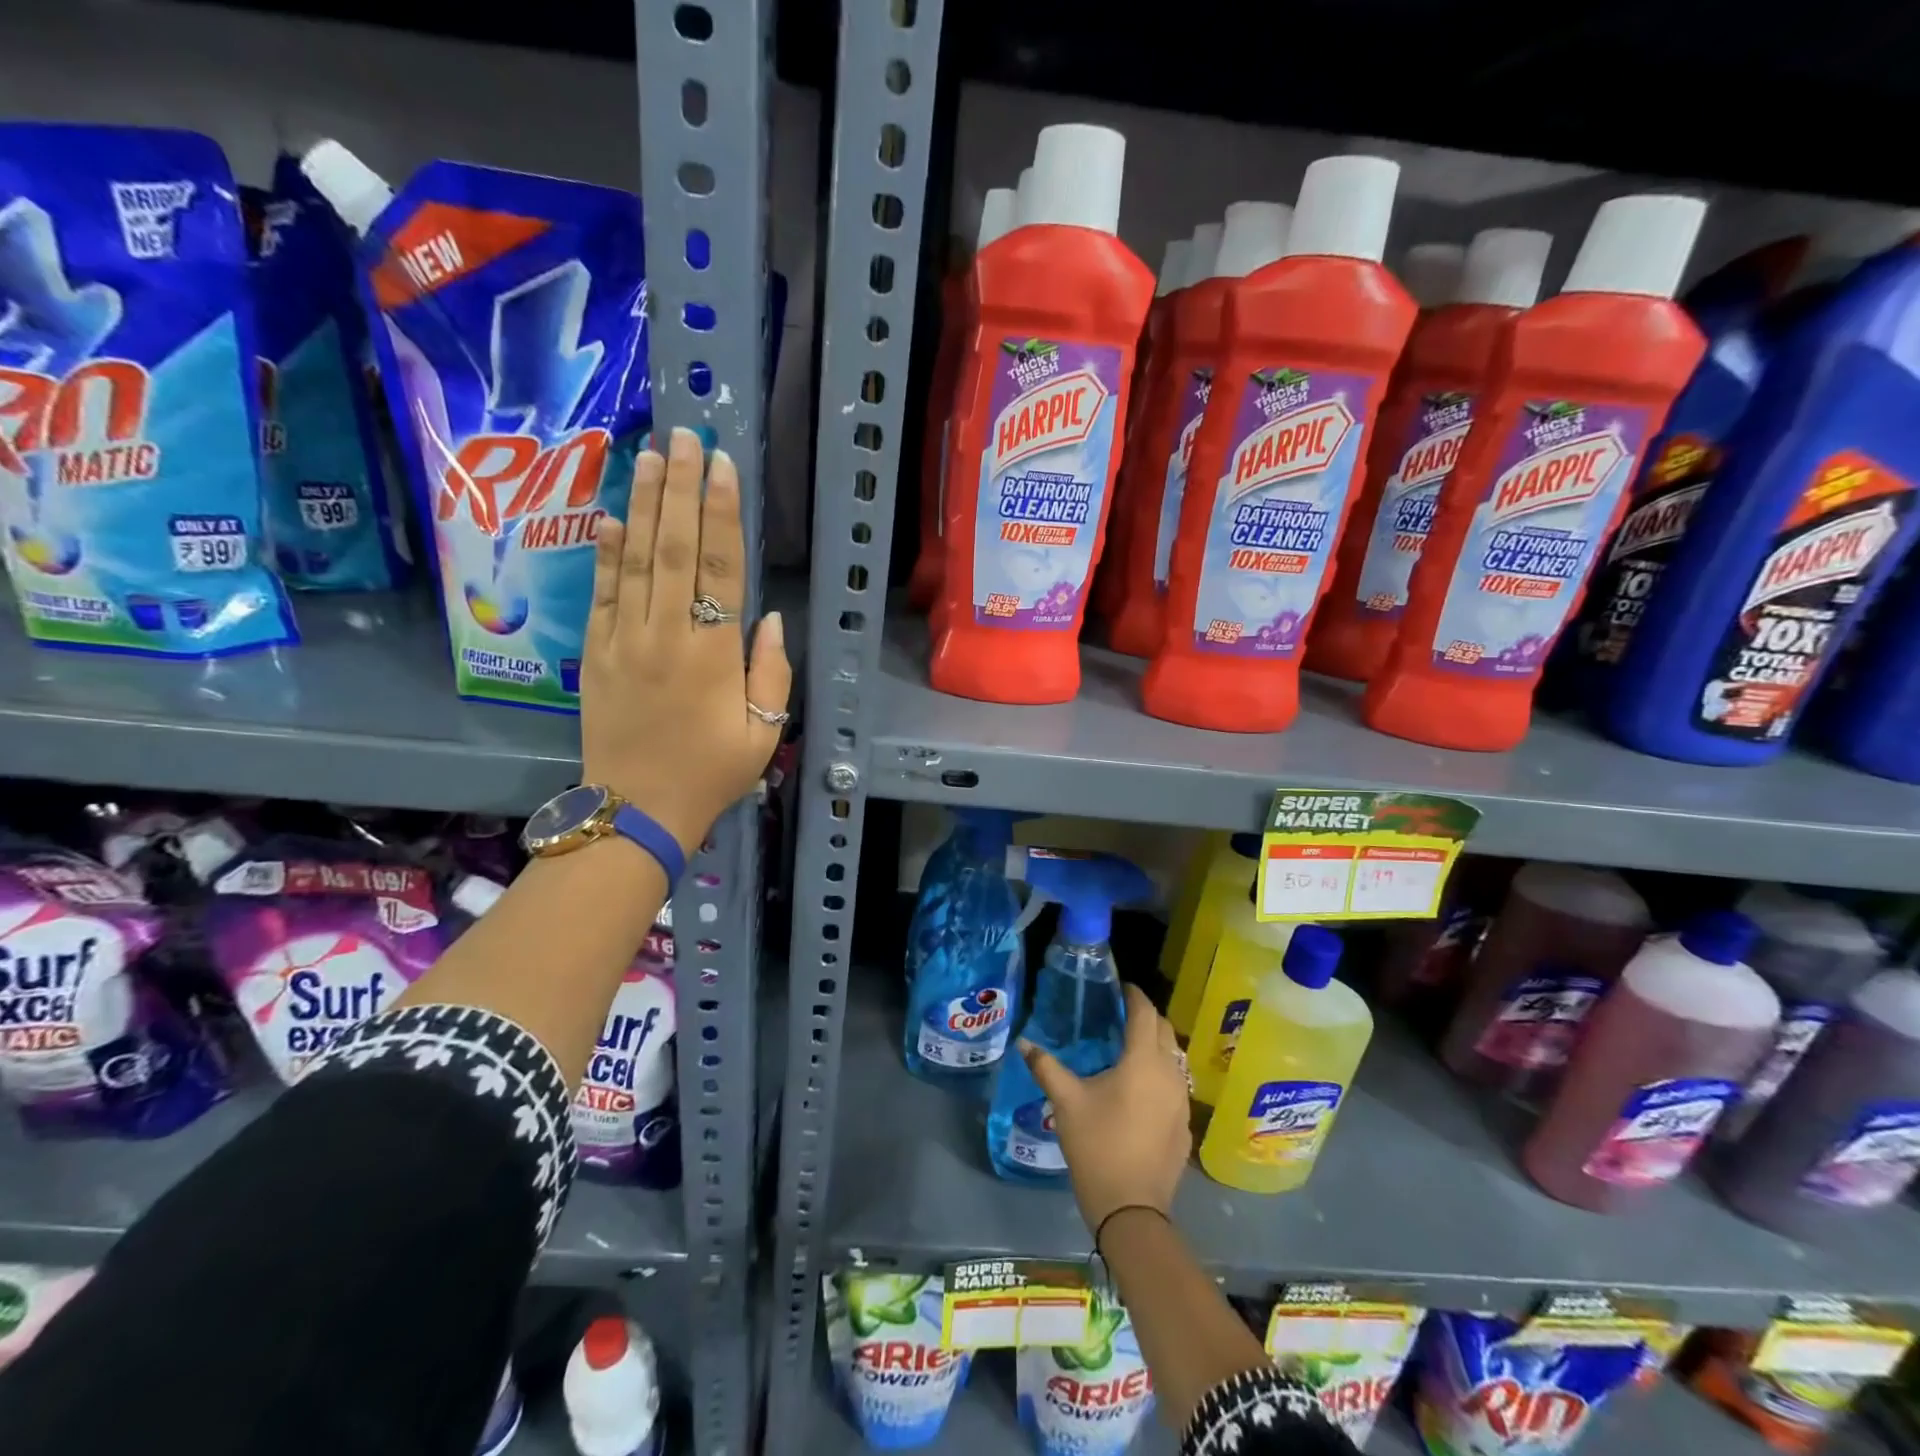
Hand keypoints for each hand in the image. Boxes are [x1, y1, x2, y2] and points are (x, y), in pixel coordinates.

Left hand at [581, 427, 791, 850]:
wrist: (636, 810)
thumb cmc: (710, 774)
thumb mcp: (763, 733)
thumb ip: (771, 673)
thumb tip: (771, 618)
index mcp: (712, 653)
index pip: (719, 567)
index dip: (721, 512)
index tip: (721, 464)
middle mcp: (665, 634)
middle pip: (673, 547)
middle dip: (680, 488)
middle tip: (684, 435)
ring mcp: (622, 640)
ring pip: (634, 559)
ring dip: (642, 503)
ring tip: (650, 456)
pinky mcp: (594, 653)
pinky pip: (601, 592)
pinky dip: (606, 552)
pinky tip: (610, 516)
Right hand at [1020, 986, 1190, 1233]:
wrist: (1132, 1210)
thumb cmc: (1098, 1146)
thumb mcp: (1066, 1103)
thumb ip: (1045, 1067)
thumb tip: (1023, 1042)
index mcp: (1143, 1061)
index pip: (1145, 1013)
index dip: (1134, 995)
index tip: (1120, 987)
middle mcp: (1170, 1074)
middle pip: (1165, 1030)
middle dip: (1146, 1017)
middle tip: (1120, 1015)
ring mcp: (1182, 1101)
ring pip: (1174, 1058)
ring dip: (1156, 1045)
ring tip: (1128, 1049)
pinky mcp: (1185, 1125)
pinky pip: (1176, 1085)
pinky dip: (1161, 1074)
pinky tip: (1140, 1090)